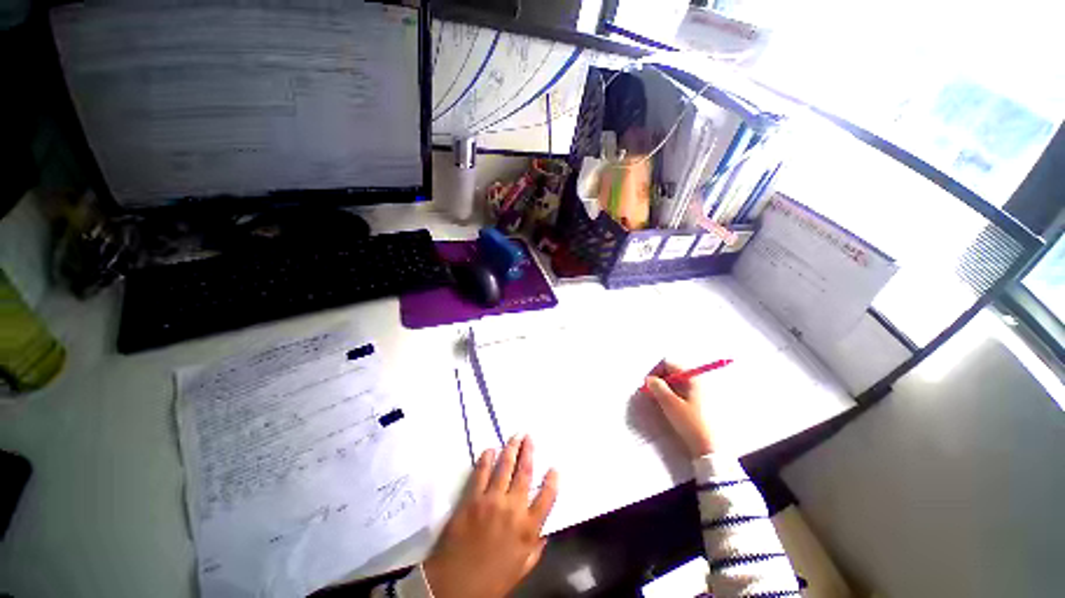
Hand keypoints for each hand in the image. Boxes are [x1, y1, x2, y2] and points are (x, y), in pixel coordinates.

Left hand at [424, 435, 558, 597]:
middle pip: (525, 473)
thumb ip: (535, 549)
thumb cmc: (490, 582)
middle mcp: (513, 508)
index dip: (552, 481)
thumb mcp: (520, 570)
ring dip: (511, 449)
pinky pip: (481, 473)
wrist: (453, 586)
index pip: (547, 498)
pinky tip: (490, 450)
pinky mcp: (472, 498)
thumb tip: (545, 532)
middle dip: (528, 452)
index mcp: (528, 529)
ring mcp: (492, 500)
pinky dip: (486, 459)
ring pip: (505, 467)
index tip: (554, 468)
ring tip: (515, 435)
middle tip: (529, 437)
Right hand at [644, 361, 715, 457]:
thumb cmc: (691, 423)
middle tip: (651, 393)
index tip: (647, 384)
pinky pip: (684, 393)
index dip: (655, 371)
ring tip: (658, 401)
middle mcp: (699, 381)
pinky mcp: (703, 404)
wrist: (711, 449)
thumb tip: (650, 379)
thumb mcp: (670, 404)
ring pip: (678, 384)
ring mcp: (702, 393)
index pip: (669, 364)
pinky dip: (674, 396)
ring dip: (666, 389)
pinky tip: (670, 408)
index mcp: (693, 378)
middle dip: (660, 381)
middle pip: (674, 373)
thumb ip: (657, 387)